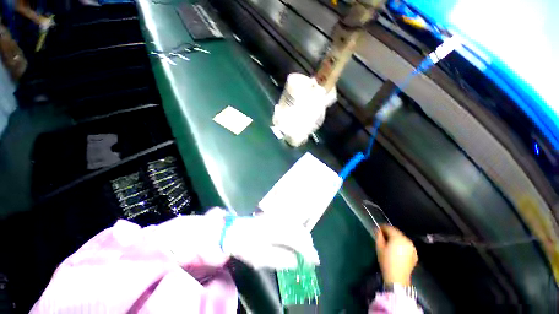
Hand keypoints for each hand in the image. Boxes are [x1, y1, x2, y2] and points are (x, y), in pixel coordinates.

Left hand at [222, 215, 319, 269]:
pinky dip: (298, 230)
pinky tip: (298, 236)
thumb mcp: (260, 257)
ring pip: (297, 224)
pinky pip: (292, 221)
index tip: (315, 261)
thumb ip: (280, 260)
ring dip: (304, 236)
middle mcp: (280, 220)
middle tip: (311, 256)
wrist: (236, 230)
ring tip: (306, 248)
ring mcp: (278, 216)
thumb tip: (296, 261)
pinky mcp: (276, 215)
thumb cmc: (246, 245)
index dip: (308, 251)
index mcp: (276, 231)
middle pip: (300, 230)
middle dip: (308, 244)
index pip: (298, 240)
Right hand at [375, 225, 417, 285]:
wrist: (397, 278)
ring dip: (395, 238)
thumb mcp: (379, 247)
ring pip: (402, 238)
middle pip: (396, 232)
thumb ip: (378, 236)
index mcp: (398, 238)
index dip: (382, 227)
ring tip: (389, 243)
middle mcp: (407, 241)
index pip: (389, 228)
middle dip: (389, 232)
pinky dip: (401, 244)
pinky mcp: (415, 254)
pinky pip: (406, 245)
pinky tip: (397, 250)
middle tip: (382, 236)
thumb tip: (378, 229)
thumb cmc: (386, 261)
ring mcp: (412, 248)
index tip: (377, 229)